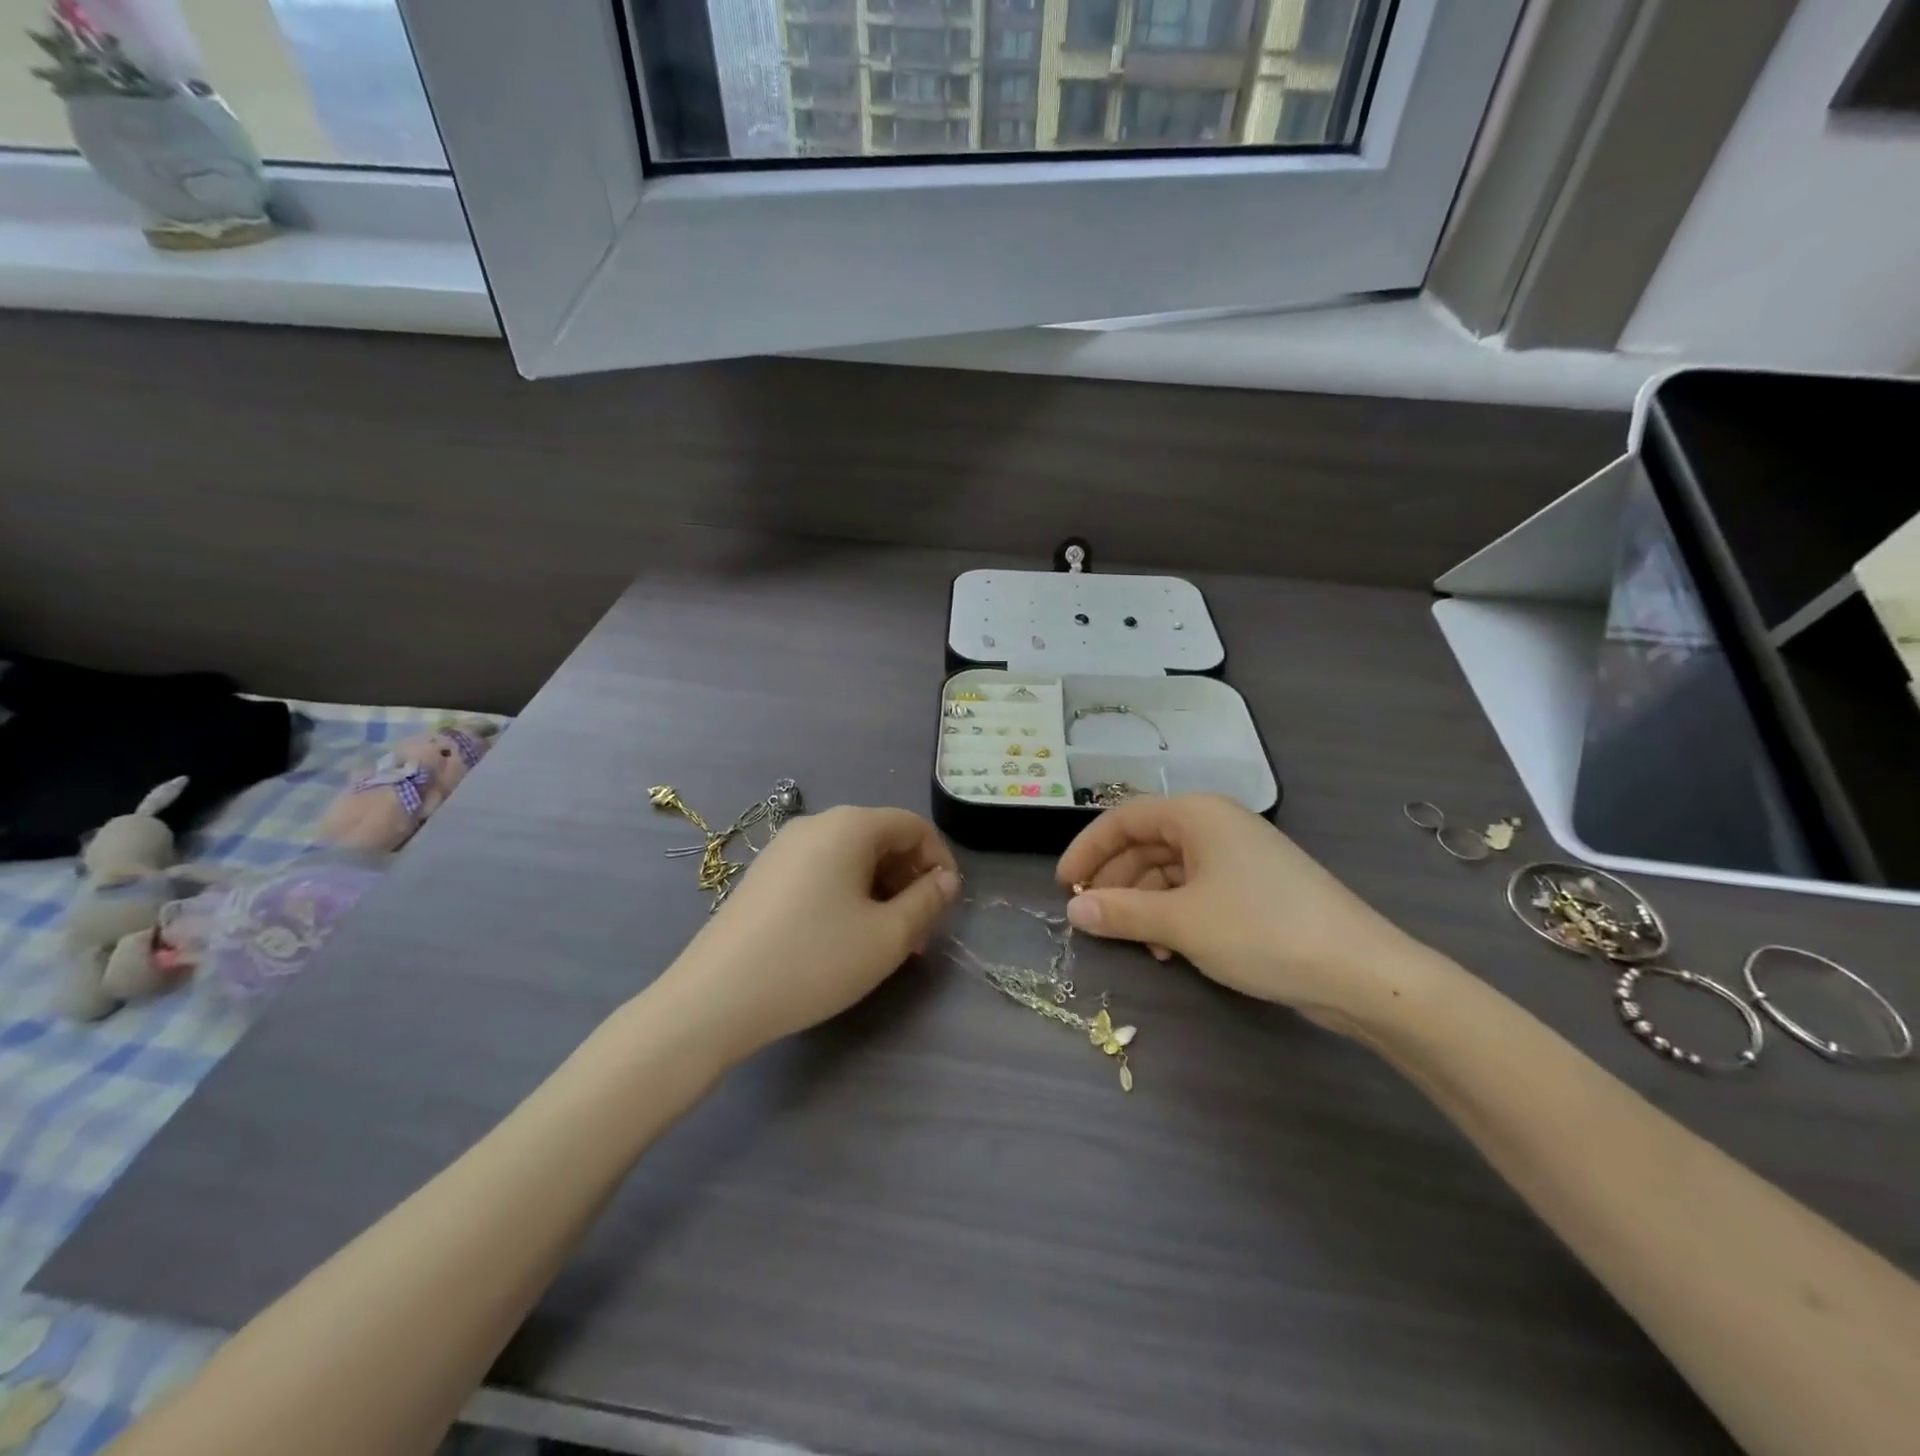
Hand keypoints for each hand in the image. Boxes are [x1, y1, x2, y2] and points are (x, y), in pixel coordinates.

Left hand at [658, 806, 961, 1061]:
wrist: (715, 998)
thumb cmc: (814, 960)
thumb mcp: (887, 936)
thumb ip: (927, 901)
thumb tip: (946, 879)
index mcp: (849, 825)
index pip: (912, 826)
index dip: (939, 860)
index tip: (948, 904)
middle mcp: (815, 824)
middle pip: (881, 839)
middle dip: (909, 880)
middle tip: (919, 931)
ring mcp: (784, 849)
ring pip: (851, 858)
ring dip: (880, 891)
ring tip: (886, 941)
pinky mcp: (764, 875)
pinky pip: (822, 872)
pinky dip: (847, 895)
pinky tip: (844, 937)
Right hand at [1056, 795, 1424, 1027]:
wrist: (1361, 972)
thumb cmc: (1261, 931)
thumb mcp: (1181, 923)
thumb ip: (1121, 913)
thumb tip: (1073, 910)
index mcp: (1197, 814)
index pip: (1123, 819)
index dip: (1087, 850)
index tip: (1064, 886)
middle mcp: (1216, 826)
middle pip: (1146, 843)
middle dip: (1116, 881)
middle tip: (1093, 918)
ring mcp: (1239, 857)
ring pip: (1171, 870)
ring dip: (1144, 903)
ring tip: (1135, 941)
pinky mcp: (1256, 889)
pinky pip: (1197, 891)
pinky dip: (1174, 914)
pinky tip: (1170, 949)